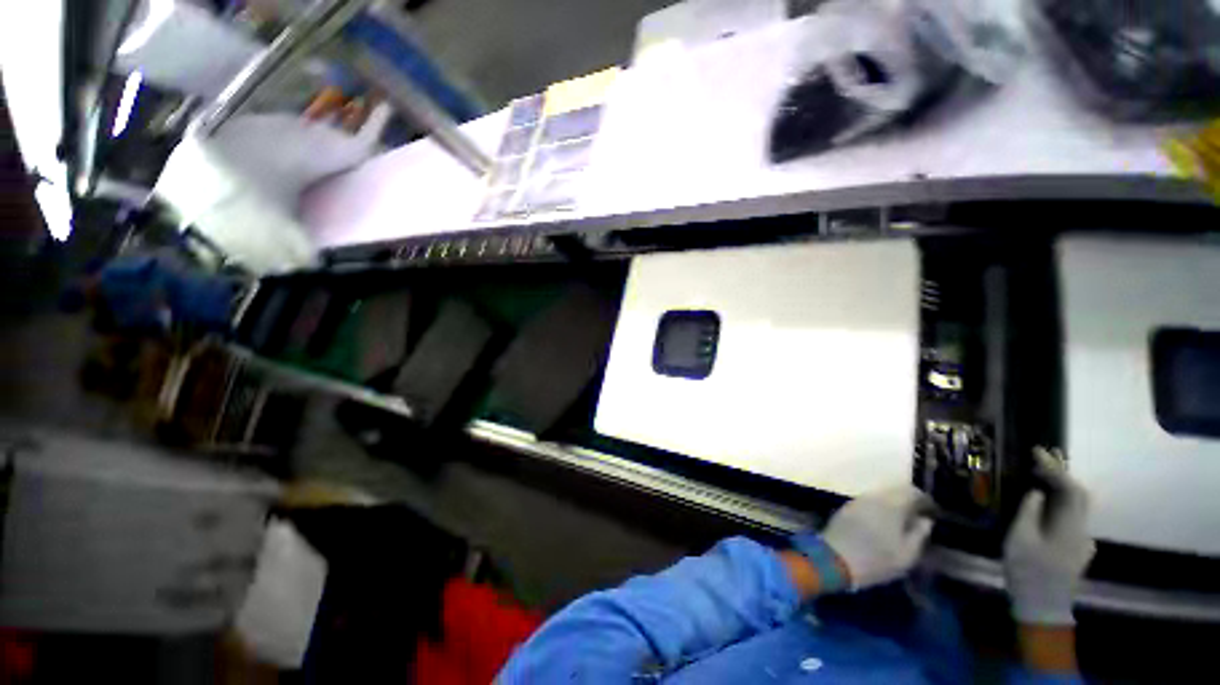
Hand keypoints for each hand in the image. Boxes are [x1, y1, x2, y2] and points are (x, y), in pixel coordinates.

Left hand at [823, 486, 934, 589]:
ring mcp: (858, 501)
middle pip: (894, 491)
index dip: (924, 500)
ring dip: (892, 504)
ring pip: (880, 496)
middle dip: (908, 501)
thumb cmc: (877, 560)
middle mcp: (874, 497)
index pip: (911, 492)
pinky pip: (868, 502)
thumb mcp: (907, 554)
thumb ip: (919, 533)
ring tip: (901, 521)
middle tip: (918, 516)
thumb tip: (926, 520)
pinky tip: (882, 522)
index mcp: (892, 505)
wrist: (836, 559)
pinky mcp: (847, 507)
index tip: (933, 512)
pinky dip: (878, 508)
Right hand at [1004, 448, 1095, 626]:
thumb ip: (1029, 512)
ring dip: (1061, 488)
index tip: (1037, 452)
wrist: (1043, 608)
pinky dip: (1060, 503)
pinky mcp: (1076, 549)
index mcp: (1070, 526)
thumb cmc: (1028, 571)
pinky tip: (1047, 504)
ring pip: (1076, 507)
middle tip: (1040, 459)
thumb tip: (1035, 491)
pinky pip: (1071, 518)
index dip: (1054, 468)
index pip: (1070, 489)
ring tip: (1040, 476)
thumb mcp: (1020, 539)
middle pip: (1079, 496)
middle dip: (1061, 474)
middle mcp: (1083, 530)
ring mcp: (1082, 541)